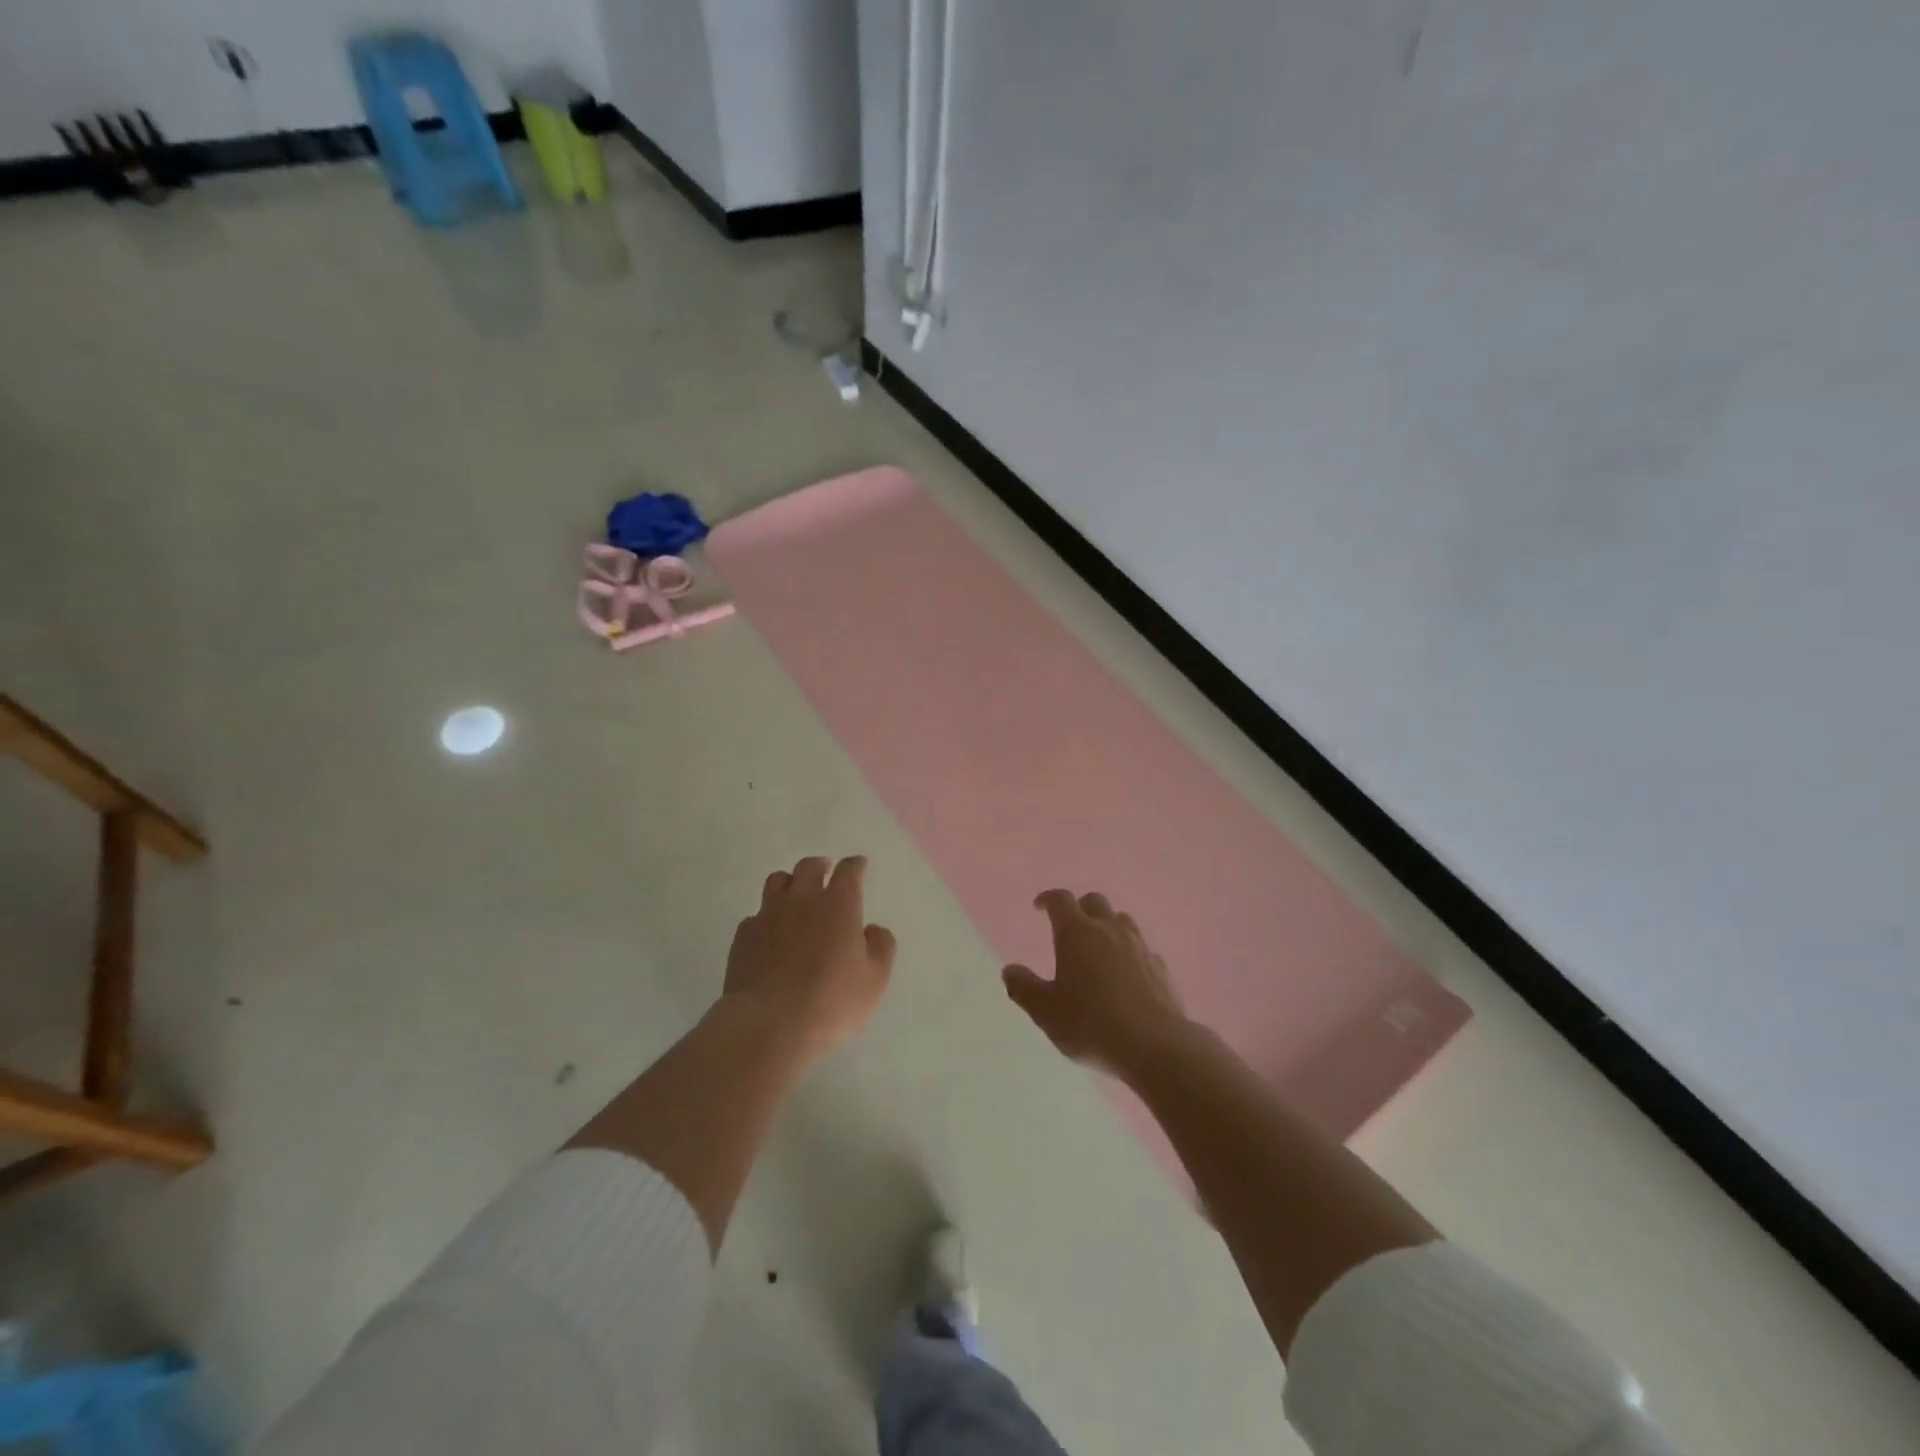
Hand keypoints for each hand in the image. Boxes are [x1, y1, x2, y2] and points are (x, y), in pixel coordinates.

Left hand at [723, 855, 896, 1064]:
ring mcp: (768, 916)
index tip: (859, 864)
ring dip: (789, 883)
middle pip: (808, 867)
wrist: (769, 1025)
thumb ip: (881, 948)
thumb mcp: (874, 980)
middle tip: (825, 870)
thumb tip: (873, 930)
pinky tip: (769, 933)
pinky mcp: (743, 937)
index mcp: (839, 904)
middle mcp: (802, 900)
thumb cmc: (832, 1001)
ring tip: (794, 893)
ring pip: (776, 881)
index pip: (849, 871)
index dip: (855, 865)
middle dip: (820, 866)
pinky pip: (755, 915)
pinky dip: (766, 918)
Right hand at [1002, 890, 1188, 1079]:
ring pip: (1122, 920)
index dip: (1048, 899)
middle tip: (1069, 927)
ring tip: (1098, 947)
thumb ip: (1024, 988)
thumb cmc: (1091, 1025)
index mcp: (1077, 933)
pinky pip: (1142, 948)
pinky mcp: (1161, 967)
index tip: (1039, 907)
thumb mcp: (1046, 1012)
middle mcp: (1109, 930)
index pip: (1061, 900)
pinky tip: (1126, 974)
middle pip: (1094, 902)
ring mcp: (1139, 946)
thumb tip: (1009, 970)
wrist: (1154, 1045)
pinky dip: (1130, 952)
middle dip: (1079, 908)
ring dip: (1107, 925)